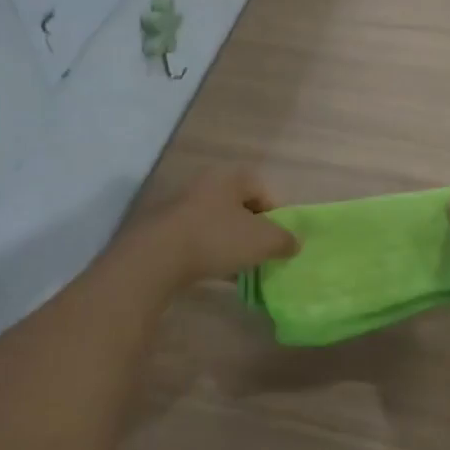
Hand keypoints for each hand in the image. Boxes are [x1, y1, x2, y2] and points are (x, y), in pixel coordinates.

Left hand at [123, 165, 298, 295]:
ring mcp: (182, 205)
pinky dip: (210, 252)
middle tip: (261, 254)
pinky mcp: (165, 229)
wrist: (156, 258)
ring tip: (239, 267)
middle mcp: (206, 183)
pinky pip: (198, 238)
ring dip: (231, 242)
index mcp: (231, 176)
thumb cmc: (217, 239)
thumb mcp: (263, 241)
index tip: (279, 241)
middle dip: (253, 230)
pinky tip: (215, 273)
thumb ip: (285, 240)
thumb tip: (294, 243)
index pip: (264, 191)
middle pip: (240, 206)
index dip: (277, 216)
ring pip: (218, 223)